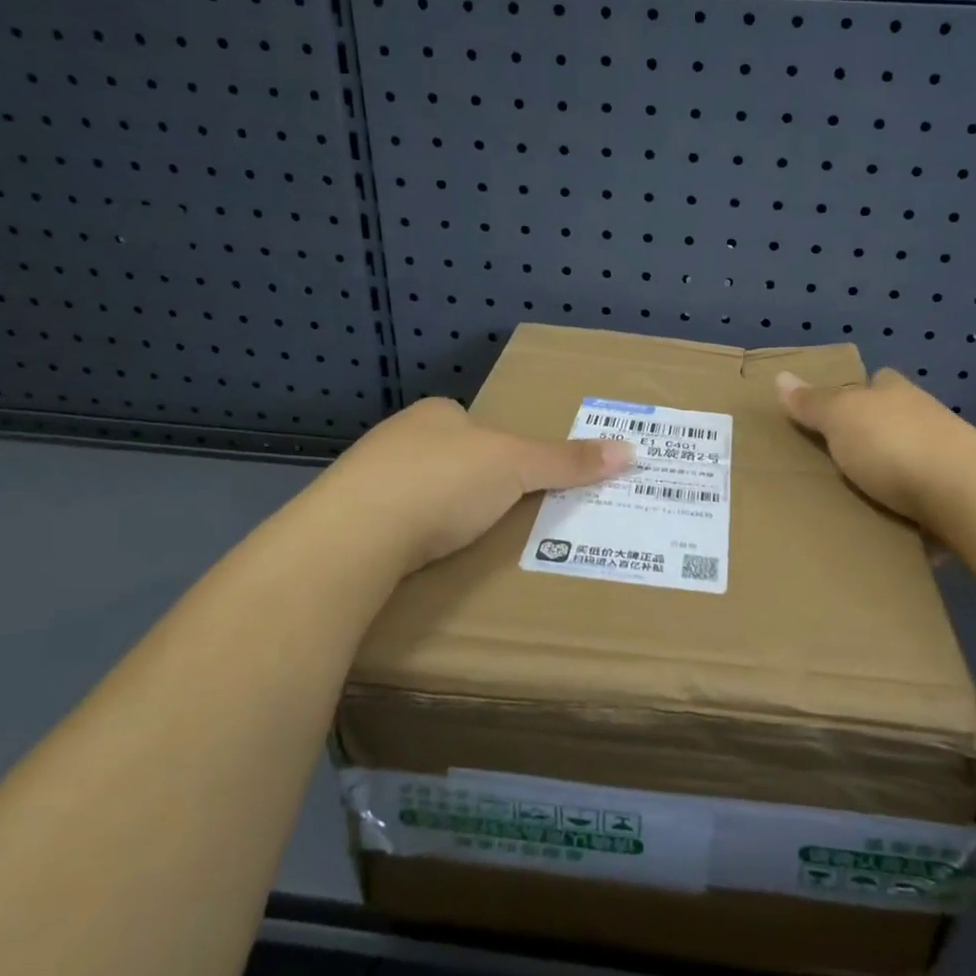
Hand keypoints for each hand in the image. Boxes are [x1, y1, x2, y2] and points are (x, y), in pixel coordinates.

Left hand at [322, 397, 632, 571]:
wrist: (355, 535)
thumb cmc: (445, 481)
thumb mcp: (517, 466)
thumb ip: (568, 460)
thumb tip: (630, 450)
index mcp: (436, 413)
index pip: (476, 423)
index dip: (501, 448)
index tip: (521, 479)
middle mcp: (397, 438)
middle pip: (448, 457)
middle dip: (471, 484)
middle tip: (504, 515)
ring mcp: (364, 481)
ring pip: (416, 493)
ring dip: (438, 515)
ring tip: (469, 545)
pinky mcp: (345, 524)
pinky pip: (391, 527)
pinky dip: (410, 541)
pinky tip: (425, 562)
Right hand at [776, 368, 975, 529]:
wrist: (965, 497)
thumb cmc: (893, 445)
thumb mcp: (840, 417)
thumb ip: (812, 402)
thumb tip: (781, 375)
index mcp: (897, 392)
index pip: (878, 380)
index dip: (859, 391)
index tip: (834, 411)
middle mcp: (926, 417)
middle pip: (894, 420)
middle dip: (872, 437)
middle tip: (834, 461)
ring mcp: (949, 457)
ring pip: (911, 460)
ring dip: (892, 476)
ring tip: (855, 500)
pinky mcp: (960, 497)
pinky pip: (926, 501)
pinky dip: (910, 511)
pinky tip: (889, 528)